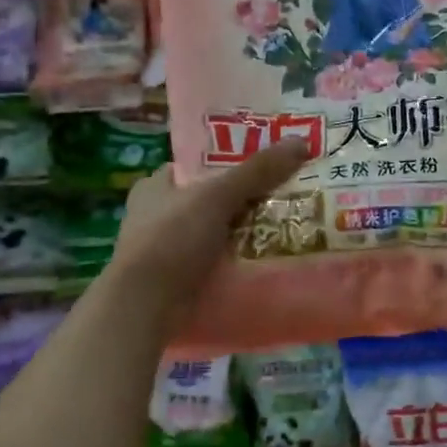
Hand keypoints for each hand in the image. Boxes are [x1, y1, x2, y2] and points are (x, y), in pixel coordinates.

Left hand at [107, 140, 309, 315]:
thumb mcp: (216, 196)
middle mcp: (156, 215)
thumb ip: (257, 171)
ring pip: (214, 234)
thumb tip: (301, 142)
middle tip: (285, 197)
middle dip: (243, 201)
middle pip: (210, 201)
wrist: (145, 305)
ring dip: (243, 235)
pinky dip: (235, 263)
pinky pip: (214, 264)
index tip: (266, 165)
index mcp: (155, 187)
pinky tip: (264, 262)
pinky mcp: (177, 280)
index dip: (229, 163)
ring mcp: (166, 251)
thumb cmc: (172, 239)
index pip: (197, 167)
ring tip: (285, 229)